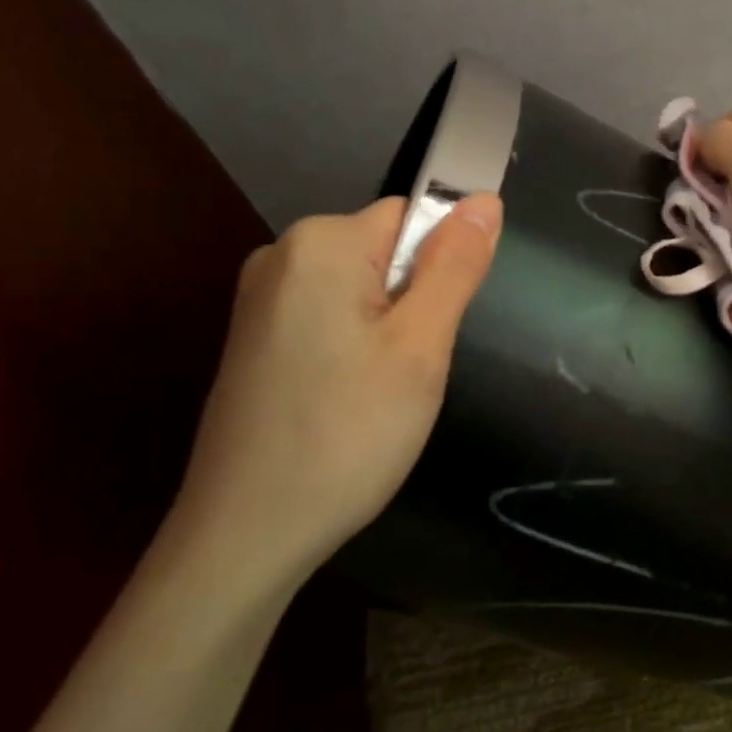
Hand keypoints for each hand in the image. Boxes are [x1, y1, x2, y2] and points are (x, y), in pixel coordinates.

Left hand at [165, 194, 501, 590]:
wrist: (247, 532)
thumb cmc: (348, 433)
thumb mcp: (420, 347)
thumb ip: (454, 267)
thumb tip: (484, 198)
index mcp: (320, 243)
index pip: (411, 217)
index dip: (439, 270)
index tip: (432, 334)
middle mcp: (280, 257)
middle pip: (384, 254)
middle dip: (413, 305)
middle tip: (409, 372)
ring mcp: (259, 302)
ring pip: (361, 294)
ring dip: (387, 334)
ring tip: (380, 395)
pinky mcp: (254, 343)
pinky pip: (329, 322)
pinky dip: (354, 354)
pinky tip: (348, 404)